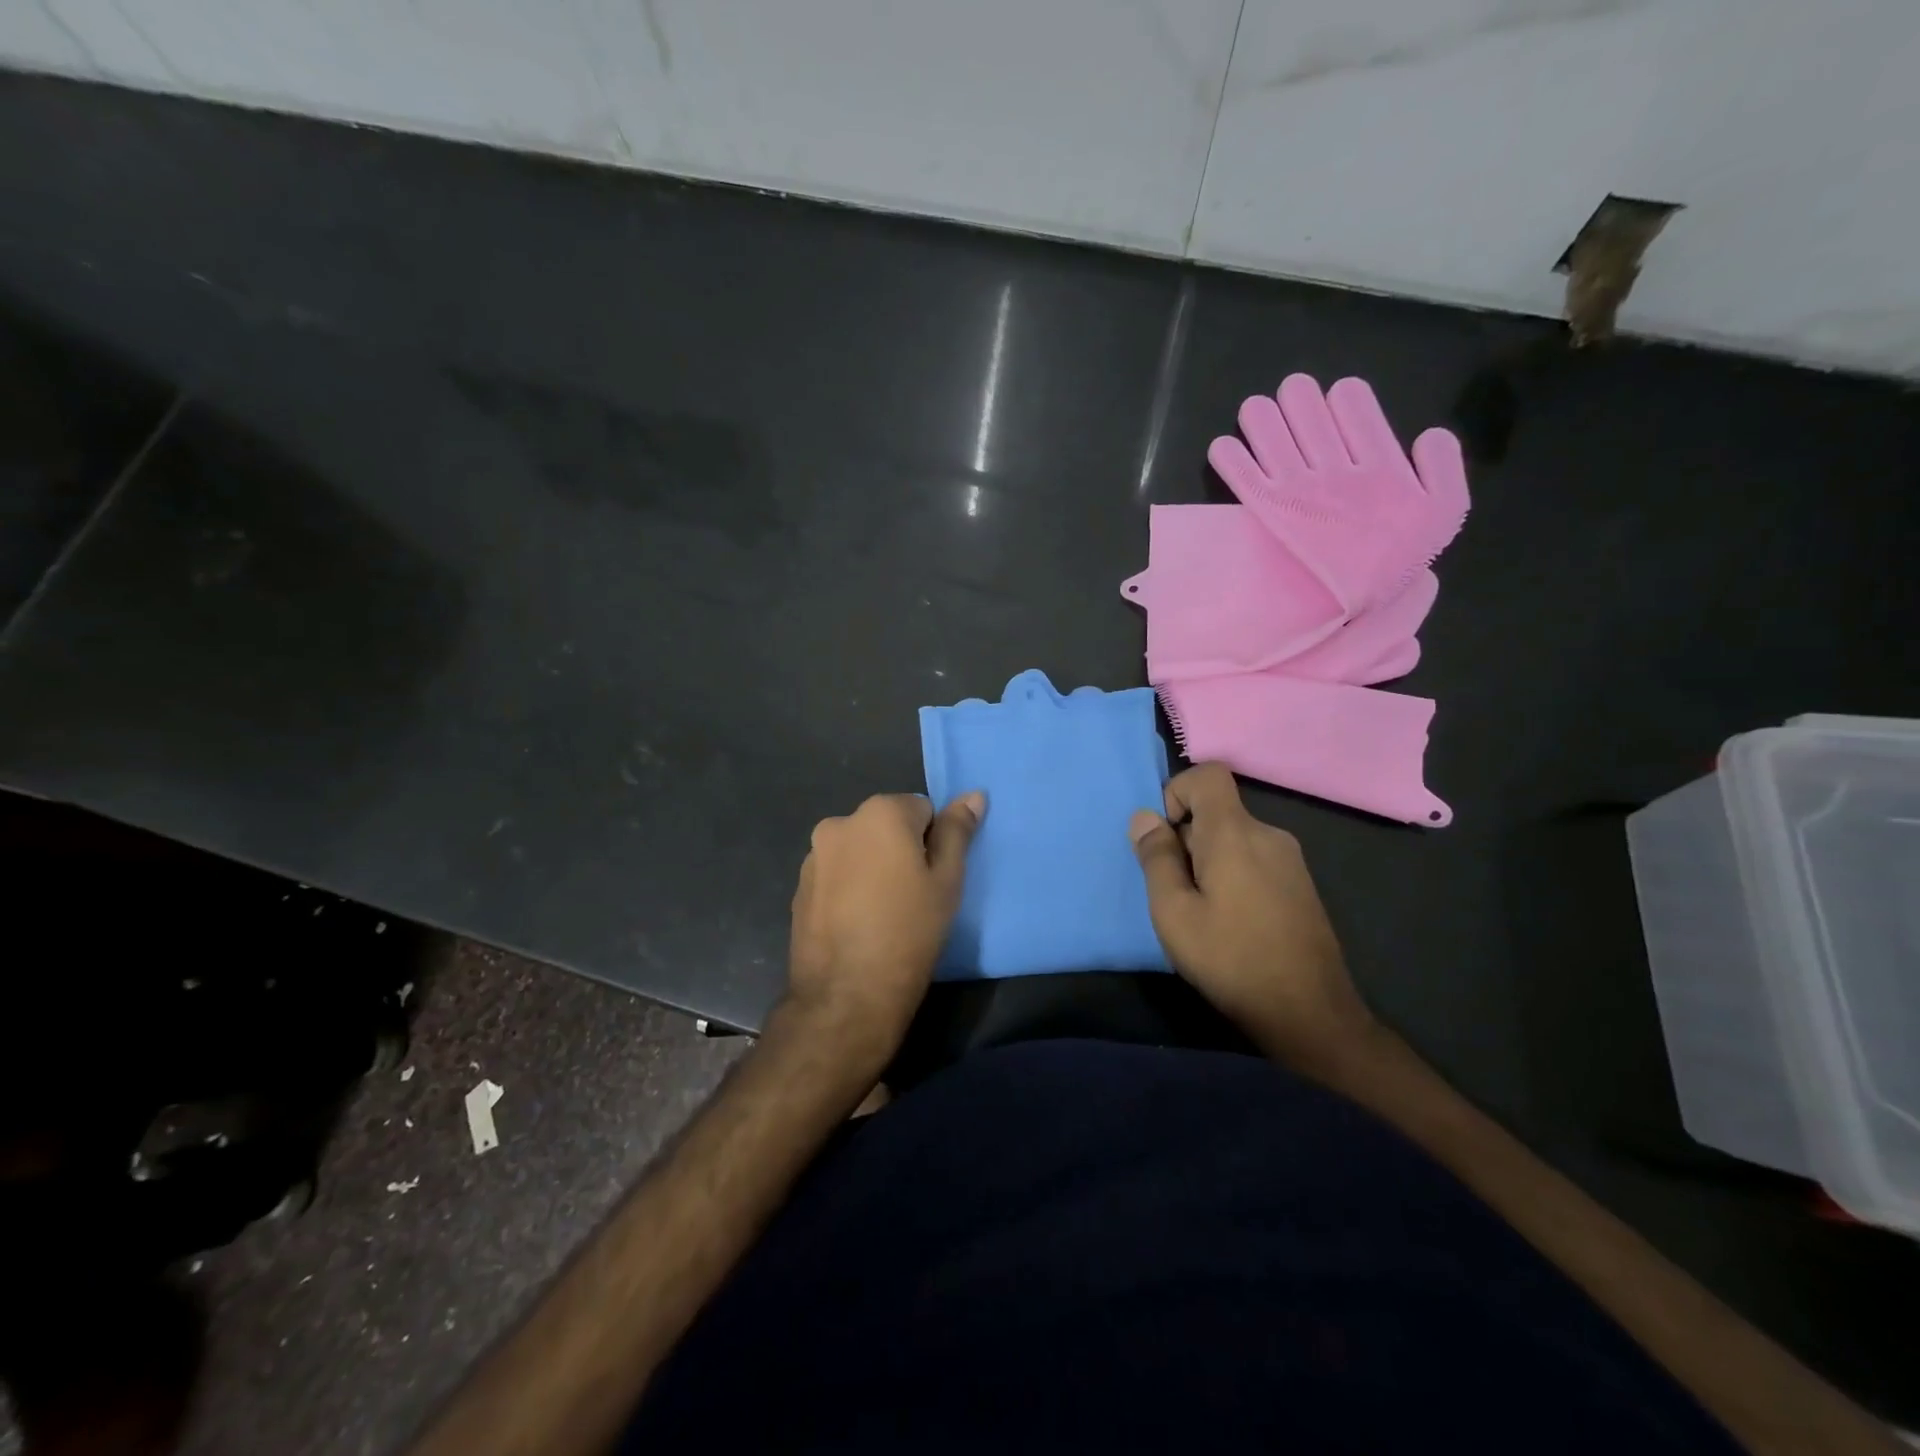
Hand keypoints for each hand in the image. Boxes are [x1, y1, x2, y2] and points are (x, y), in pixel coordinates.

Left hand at [784, 791, 984, 1063]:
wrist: (846, 995)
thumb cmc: (909, 932)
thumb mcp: (946, 881)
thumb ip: (957, 832)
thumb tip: (973, 795)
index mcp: (880, 812)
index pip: (922, 809)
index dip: (934, 844)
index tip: (933, 879)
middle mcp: (840, 822)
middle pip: (887, 826)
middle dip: (901, 851)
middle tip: (913, 897)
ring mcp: (814, 855)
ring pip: (860, 850)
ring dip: (873, 867)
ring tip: (883, 914)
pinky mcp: (800, 886)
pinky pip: (837, 873)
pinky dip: (850, 887)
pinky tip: (858, 923)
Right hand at [1130, 764, 1375, 1071]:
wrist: (1310, 1015)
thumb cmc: (1231, 959)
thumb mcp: (1174, 912)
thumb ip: (1156, 858)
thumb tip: (1144, 817)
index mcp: (1236, 833)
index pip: (1208, 774)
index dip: (1177, 792)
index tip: (1165, 839)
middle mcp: (1269, 834)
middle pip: (1217, 812)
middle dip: (1186, 840)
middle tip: (1176, 893)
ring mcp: (1291, 860)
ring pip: (1235, 839)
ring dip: (1208, 862)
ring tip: (1202, 914)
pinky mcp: (1301, 886)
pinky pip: (1255, 860)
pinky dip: (1233, 876)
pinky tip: (1232, 924)